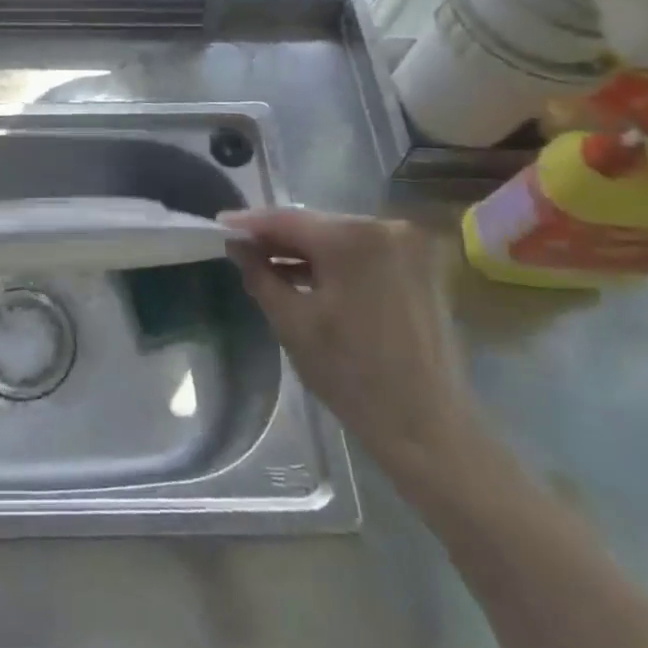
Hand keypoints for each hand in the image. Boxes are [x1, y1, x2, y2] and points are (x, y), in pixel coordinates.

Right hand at [223, 208, 479, 484]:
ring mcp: (410, 247)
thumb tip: (236, 245)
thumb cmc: (352, 376)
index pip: (288, 219)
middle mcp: (387, 228)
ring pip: (340, 237)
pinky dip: (336, 262)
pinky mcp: (422, 267)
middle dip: (278, 237)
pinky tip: (309, 276)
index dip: (250, 222)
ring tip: (269, 263)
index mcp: (354, 238)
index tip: (220, 223)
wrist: (427, 428)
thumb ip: (259, 274)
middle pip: (317, 225)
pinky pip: (365, 252)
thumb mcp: (292, 323)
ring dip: (307, 250)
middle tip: (242, 246)